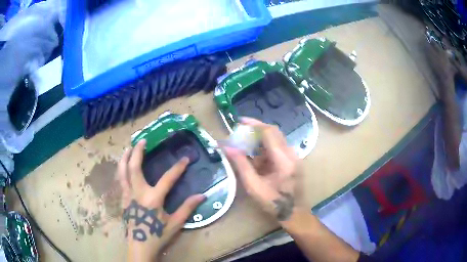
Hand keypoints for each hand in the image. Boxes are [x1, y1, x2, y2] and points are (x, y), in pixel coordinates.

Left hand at [117, 139, 205, 261]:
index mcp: (153, 198)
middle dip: (137, 152)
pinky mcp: (123, 199)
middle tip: (142, 141)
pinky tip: (123, 167)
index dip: (178, 168)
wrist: (140, 245)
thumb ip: (187, 208)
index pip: (167, 178)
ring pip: (123, 172)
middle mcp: (138, 193)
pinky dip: (121, 169)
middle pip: (134, 167)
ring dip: (125, 158)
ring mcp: (128, 195)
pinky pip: (121, 180)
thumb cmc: (158, 235)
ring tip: (128, 148)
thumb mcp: (175, 223)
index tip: (185, 159)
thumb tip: (202, 196)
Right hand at [223, 118, 300, 221]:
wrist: (294, 213)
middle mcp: (292, 154)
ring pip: (276, 139)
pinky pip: (278, 148)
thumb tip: (227, 147)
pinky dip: (265, 150)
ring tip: (245, 148)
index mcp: (284, 160)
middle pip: (274, 132)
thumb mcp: (254, 186)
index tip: (239, 122)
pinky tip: (256, 160)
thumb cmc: (274, 203)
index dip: (254, 124)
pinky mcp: (293, 160)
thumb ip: (241, 165)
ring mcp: (294, 156)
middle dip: (256, 130)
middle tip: (240, 132)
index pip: (269, 133)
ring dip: (260, 141)